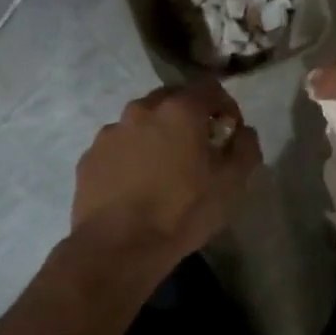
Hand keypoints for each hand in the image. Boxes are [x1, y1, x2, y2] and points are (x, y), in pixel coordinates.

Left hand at [71, 80, 262, 266]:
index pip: (209, 87)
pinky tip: (135, 185)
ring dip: (156, 134)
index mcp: (180, 110)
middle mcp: (142, 109)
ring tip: (162, 169)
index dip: (225, 105)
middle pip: (172, 99)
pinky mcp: (90, 156)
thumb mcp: (232, 184)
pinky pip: (118, 146)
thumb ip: (246, 147)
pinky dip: (130, 155)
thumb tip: (243, 131)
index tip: (228, 131)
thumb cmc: (182, 211)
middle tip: (197, 148)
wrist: (117, 248)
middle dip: (188, 116)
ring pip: (141, 121)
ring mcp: (111, 132)